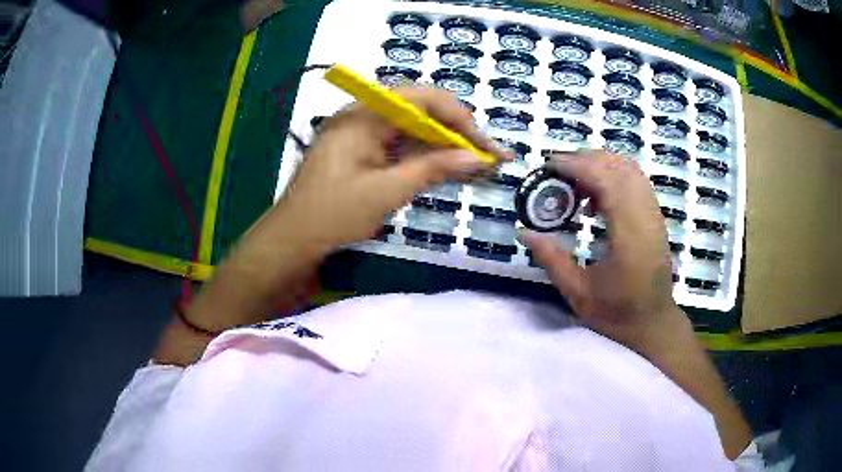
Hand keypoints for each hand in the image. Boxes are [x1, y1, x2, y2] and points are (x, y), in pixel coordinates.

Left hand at [276, 86, 510, 250]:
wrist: (291, 240)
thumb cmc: (332, 215)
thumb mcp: (386, 192)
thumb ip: (433, 168)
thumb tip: (477, 158)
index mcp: (364, 115)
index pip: (423, 99)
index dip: (461, 119)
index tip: (486, 146)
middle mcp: (363, 114)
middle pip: (421, 110)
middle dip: (457, 132)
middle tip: (488, 157)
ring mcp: (361, 131)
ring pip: (413, 128)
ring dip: (444, 145)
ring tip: (477, 163)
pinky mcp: (361, 149)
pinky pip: (400, 144)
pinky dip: (424, 156)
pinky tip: (447, 168)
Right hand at [519, 150, 688, 347]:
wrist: (652, 323)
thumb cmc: (616, 313)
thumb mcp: (577, 293)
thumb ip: (551, 259)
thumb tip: (523, 232)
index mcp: (628, 236)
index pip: (607, 182)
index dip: (577, 166)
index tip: (550, 164)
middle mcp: (646, 218)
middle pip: (619, 168)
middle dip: (586, 160)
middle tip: (558, 170)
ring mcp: (655, 215)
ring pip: (631, 170)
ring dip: (601, 165)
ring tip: (575, 179)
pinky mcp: (656, 217)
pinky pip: (637, 181)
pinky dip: (614, 176)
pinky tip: (596, 195)